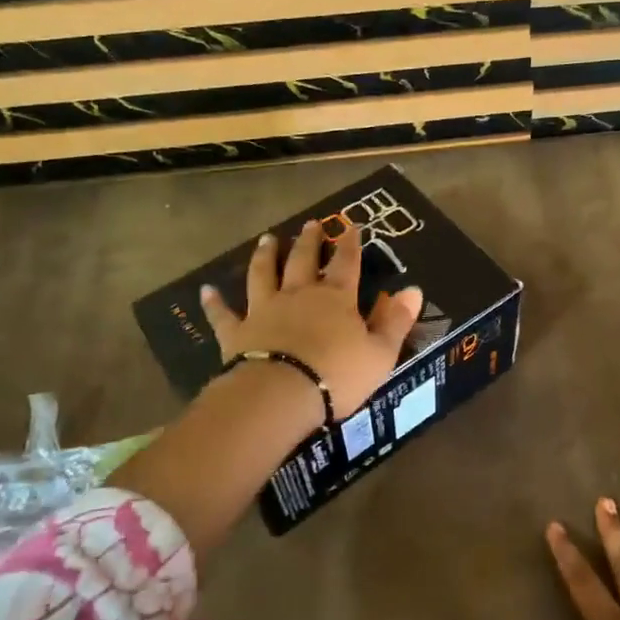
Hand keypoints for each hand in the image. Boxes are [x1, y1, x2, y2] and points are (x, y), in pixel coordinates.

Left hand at [200, 220, 422, 418]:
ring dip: (266, 255)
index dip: (350, 243)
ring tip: (267, 239)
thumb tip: (414, 290)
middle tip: (310, 224)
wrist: (280, 395)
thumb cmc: (337, 375)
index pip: (347, 263)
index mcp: (336, 298)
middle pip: (303, 260)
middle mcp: (299, 295)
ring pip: (263, 274)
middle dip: (309, 241)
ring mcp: (264, 310)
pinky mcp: (237, 333)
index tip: (351, 224)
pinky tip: (205, 290)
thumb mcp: (380, 352)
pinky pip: (223, 314)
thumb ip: (396, 320)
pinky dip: (213, 302)